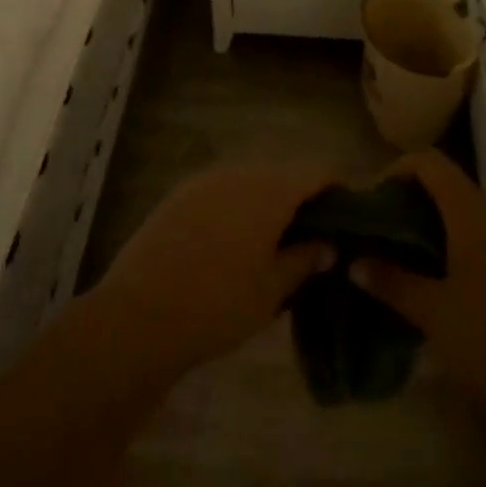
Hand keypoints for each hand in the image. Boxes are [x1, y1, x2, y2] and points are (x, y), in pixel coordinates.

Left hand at [87, 163, 340, 380]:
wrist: (139, 314)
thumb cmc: (219, 304)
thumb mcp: (272, 290)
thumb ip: (304, 260)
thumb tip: (327, 245)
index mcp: (270, 190)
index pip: (317, 172)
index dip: (337, 189)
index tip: (346, 216)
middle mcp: (239, 172)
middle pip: (282, 173)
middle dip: (300, 198)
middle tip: (310, 236)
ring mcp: (204, 180)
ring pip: (249, 180)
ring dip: (266, 201)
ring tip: (270, 241)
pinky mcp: (178, 194)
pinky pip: (221, 190)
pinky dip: (235, 206)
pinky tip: (231, 241)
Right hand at [349, 150, 485, 429]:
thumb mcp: (433, 314)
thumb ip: (392, 283)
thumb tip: (354, 263)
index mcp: (471, 214)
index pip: (429, 162)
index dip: (395, 169)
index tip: (371, 202)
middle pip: (445, 184)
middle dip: (407, 201)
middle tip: (378, 234)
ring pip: (462, 213)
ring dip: (428, 225)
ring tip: (400, 259)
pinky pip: (479, 236)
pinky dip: (450, 244)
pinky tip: (436, 283)